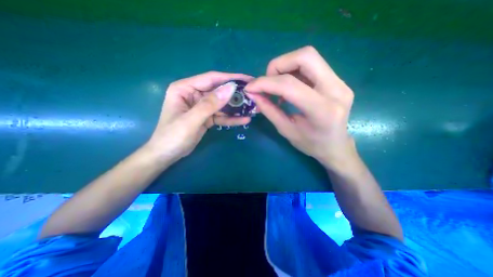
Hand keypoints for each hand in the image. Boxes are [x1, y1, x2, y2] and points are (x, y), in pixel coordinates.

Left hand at [148, 70, 251, 162]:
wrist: (166, 155)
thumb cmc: (172, 136)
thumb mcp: (191, 120)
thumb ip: (210, 104)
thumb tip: (230, 89)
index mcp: (185, 88)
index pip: (211, 79)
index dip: (230, 78)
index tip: (247, 80)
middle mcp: (194, 94)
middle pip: (219, 91)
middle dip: (235, 94)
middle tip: (253, 96)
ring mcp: (201, 106)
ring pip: (222, 104)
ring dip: (236, 107)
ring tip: (252, 108)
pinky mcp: (206, 117)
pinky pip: (220, 115)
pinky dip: (231, 118)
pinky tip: (243, 120)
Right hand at [245, 47, 354, 169]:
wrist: (336, 146)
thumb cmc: (311, 144)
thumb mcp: (286, 130)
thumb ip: (269, 110)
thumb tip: (253, 94)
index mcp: (322, 110)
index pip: (290, 85)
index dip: (266, 83)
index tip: (250, 87)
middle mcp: (336, 90)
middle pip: (305, 57)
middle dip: (278, 65)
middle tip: (268, 82)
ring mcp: (340, 83)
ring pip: (309, 57)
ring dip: (286, 67)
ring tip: (277, 86)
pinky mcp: (338, 81)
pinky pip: (312, 65)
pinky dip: (293, 71)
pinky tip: (288, 87)